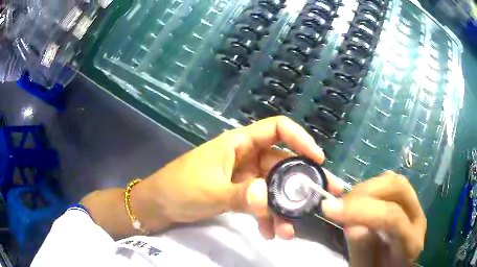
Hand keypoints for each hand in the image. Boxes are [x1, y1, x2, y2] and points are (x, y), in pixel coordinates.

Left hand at [134, 116, 342, 238]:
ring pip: (272, 189)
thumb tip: (267, 196)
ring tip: (288, 232)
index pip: (277, 129)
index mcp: (239, 144)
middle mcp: (246, 157)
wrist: (158, 205)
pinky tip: (268, 233)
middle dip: (301, 184)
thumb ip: (240, 195)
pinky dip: (266, 218)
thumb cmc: (179, 188)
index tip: (318, 160)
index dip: (300, 139)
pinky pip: (260, 203)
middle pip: (281, 164)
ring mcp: (244, 177)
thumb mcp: (210, 192)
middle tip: (322, 199)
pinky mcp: (239, 194)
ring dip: (282, 210)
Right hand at [322, 171, 426, 265]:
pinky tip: (362, 201)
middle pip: (398, 189)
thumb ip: (362, 251)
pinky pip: (393, 184)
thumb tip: (353, 225)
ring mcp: (416, 208)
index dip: (361, 210)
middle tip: (339, 205)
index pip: (392, 217)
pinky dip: (374, 187)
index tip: (329, 209)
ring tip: (348, 204)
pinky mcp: (409, 202)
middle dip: (365, 191)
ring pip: (395, 181)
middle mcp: (418, 220)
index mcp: (410, 243)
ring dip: (368, 187)